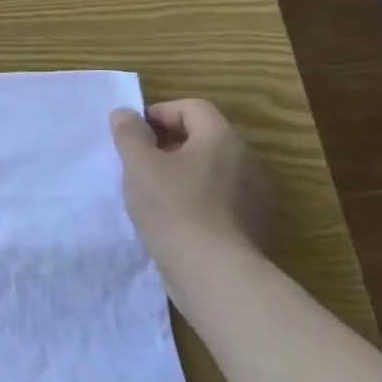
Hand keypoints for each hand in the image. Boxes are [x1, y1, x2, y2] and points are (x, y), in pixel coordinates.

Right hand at [109, 99, 271, 256]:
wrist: (214, 274)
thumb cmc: (173, 207)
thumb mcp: (138, 164)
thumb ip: (129, 133)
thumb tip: (126, 114)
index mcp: (222, 139)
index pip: (192, 108)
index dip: (159, 113)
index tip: (133, 134)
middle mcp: (246, 162)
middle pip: (204, 138)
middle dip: (169, 144)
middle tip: (138, 161)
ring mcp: (255, 197)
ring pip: (212, 170)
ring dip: (182, 173)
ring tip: (153, 192)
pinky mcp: (253, 227)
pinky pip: (220, 200)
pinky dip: (197, 200)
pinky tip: (174, 219)